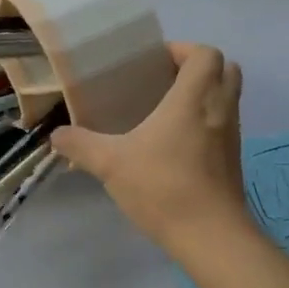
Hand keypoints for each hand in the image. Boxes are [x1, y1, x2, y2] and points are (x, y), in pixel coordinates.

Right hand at [51, 42, 254, 255]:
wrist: (211, 238)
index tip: (154, 62)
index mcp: (193, 98)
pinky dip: (205, 120)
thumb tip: (56, 135)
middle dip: (197, 67)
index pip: (205, 53)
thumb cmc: (163, 188)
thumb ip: (80, 145)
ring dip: (203, 93)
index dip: (183, 49)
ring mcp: (231, 136)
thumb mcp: (110, 164)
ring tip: (165, 109)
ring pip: (227, 97)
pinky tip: (174, 142)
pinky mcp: (233, 160)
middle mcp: (219, 109)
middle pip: (226, 69)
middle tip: (162, 79)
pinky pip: (223, 124)